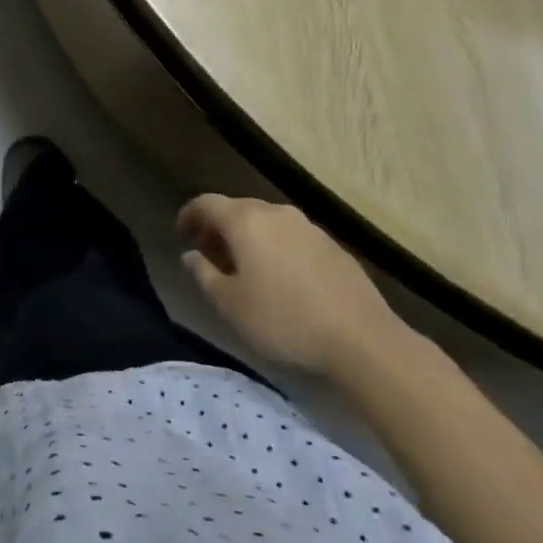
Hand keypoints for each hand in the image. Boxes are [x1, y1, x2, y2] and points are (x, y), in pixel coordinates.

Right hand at [176, 194, 407, 377]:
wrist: (362, 339)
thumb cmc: (284, 320)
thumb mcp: (229, 305)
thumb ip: (203, 274)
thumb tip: (190, 255)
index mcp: (245, 221)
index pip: (206, 203)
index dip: (189, 215)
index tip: (181, 234)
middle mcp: (276, 213)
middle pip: (237, 209)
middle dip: (218, 227)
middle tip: (209, 254)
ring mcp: (308, 227)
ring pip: (266, 222)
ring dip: (248, 237)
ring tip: (243, 268)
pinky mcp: (332, 246)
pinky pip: (291, 236)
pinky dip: (274, 247)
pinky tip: (279, 277)